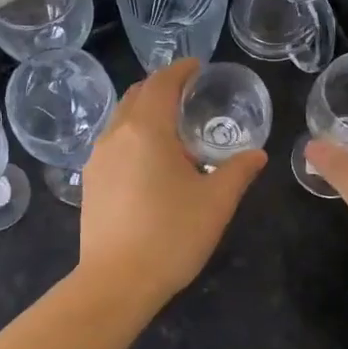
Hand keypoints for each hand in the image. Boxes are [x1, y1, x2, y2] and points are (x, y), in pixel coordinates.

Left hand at [78, 59, 266, 306]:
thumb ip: (238, 171)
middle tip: (188, 93)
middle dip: (161, 87)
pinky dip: (132, 134)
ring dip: (145, 111)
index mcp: (147, 130)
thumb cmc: (171, 235)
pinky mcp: (90, 181)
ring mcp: (98, 158)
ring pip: (121, 118)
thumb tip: (257, 155)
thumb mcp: (216, 202)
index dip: (180, 70)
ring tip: (172, 127)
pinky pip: (113, 142)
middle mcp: (117, 135)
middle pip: (136, 95)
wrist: (116, 282)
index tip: (197, 66)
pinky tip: (150, 159)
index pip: (162, 83)